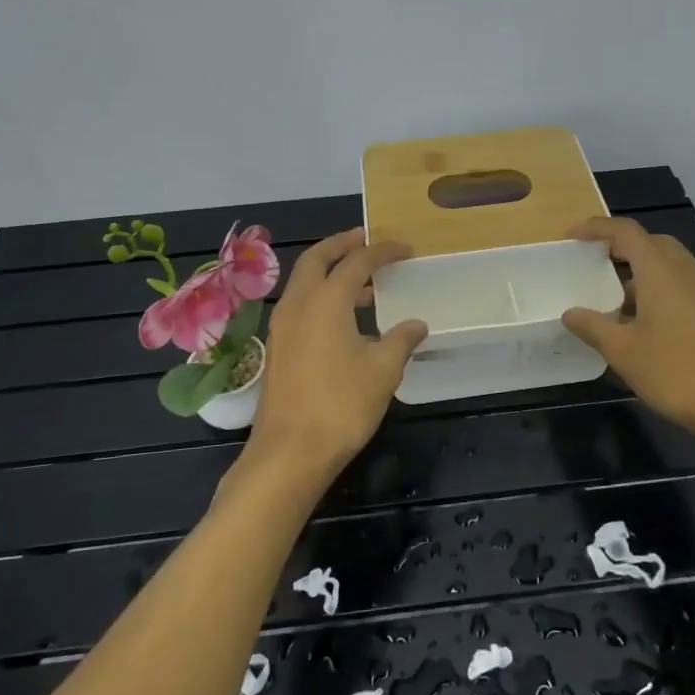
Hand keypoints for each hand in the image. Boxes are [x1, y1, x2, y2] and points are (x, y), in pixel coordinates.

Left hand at [247, 228, 426, 481]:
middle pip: (317, 258)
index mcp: (325, 300)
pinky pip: (300, 304)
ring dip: (331, 273)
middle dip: (343, 245)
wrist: (289, 452)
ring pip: (305, 282)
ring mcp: (282, 326)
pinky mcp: (278, 347)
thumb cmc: (341, 405)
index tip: (405, 248)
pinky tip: (345, 320)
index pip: (356, 261)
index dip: (382, 251)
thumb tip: (417, 324)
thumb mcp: (383, 370)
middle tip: (368, 241)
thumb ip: (401, 339)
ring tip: (365, 285)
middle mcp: (298, 303)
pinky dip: (321, 296)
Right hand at [562, 216, 694, 438]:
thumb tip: (571, 313)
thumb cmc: (673, 371)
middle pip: (651, 242)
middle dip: (622, 245)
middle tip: (595, 259)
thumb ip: (592, 326)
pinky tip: (644, 318)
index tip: (573, 236)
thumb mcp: (622, 350)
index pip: (626, 232)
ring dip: (641, 267)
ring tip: (615, 294)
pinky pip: (681, 282)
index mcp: (661, 271)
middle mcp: (686, 271)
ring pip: (669, 263)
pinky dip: (658, 285)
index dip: (597, 228)